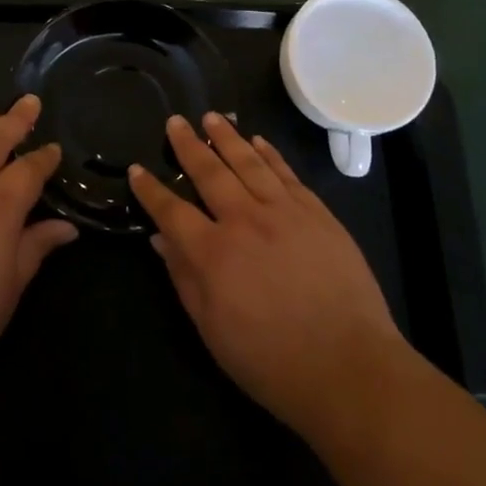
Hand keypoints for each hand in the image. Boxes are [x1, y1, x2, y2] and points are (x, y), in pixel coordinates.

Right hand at [129, 112, 406, 443]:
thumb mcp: (212, 330)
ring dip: (227, 137)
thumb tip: (160, 239)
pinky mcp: (317, 213)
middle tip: (175, 121)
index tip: (137, 169)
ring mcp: (285, 212)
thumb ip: (184, 278)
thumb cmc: (271, 361)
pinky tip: (258, 141)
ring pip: (249, 162)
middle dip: (189, 145)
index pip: (172, 211)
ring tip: (212, 117)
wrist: (349, 367)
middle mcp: (245, 221)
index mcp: (213, 253)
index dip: (151, 190)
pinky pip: (287, 173)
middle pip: (210, 173)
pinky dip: (270, 153)